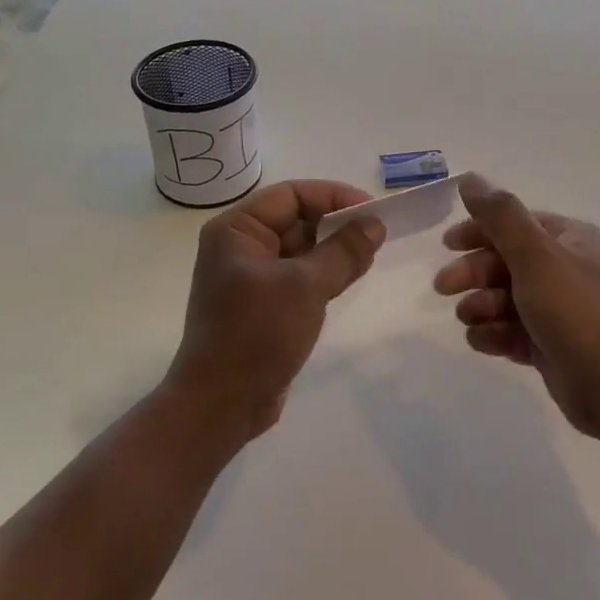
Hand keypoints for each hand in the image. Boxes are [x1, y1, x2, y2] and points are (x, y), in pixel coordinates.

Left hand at [170, 179, 385, 440]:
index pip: (291, 195)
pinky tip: (351, 278)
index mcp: (236, 230)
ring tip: (371, 256)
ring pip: (300, 250)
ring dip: (334, 250)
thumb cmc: (257, 334)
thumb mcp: (305, 286)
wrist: (221, 404)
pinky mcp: (263, 305)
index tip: (373, 210)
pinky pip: (298, 276)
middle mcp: (240, 246)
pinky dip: (324, 274)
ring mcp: (250, 277)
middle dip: (336, 224)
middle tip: (378, 235)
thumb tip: (375, 223)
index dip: (333, 197)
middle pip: (295, 219)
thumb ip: (343, 251)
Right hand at [433, 174, 599, 441]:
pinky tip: (481, 341)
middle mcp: (571, 270)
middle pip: (509, 262)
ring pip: (509, 299)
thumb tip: (470, 178)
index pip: (518, 224)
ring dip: (482, 305)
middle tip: (443, 287)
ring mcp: (565, 311)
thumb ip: (500, 216)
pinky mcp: (556, 347)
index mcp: (573, 241)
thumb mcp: (536, 256)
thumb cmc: (578, 313)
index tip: (447, 245)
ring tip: (469, 319)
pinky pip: (517, 332)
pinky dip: (496, 334)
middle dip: (475, 272)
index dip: (480, 230)